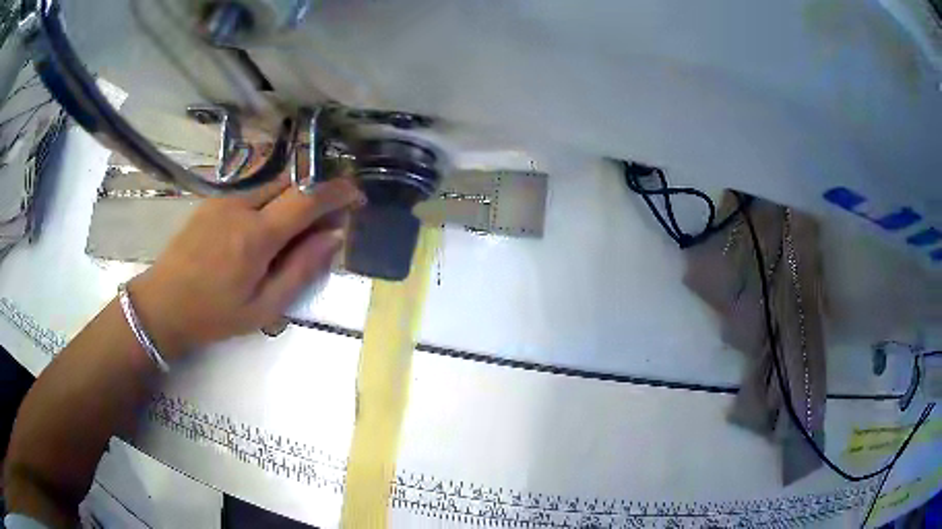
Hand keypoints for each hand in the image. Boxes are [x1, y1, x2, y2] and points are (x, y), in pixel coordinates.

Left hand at [127, 177, 364, 359]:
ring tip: (297, 226)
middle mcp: (241, 205)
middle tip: (327, 219)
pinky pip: (252, 189)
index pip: (307, 197)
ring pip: (272, 182)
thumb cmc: (213, 315)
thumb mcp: (263, 308)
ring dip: (293, 195)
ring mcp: (224, 198)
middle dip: (317, 192)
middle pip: (292, 181)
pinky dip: (271, 198)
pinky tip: (265, 226)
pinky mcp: (212, 199)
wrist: (162, 304)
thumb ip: (301, 270)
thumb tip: (334, 237)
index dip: (337, 191)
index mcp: (256, 236)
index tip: (356, 196)